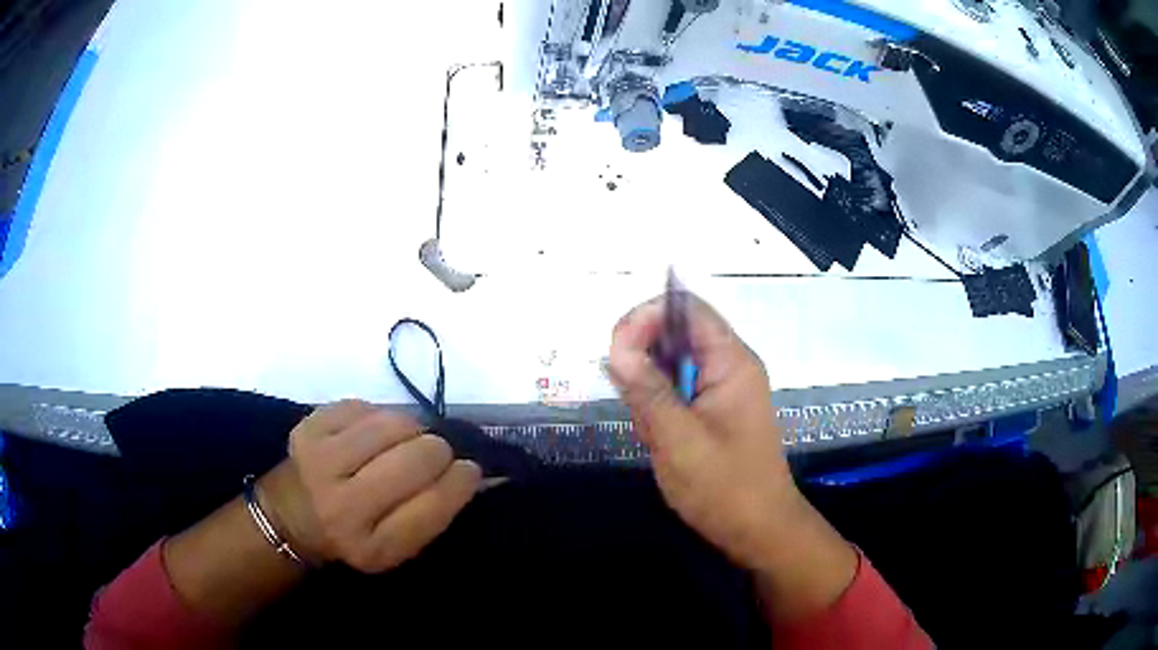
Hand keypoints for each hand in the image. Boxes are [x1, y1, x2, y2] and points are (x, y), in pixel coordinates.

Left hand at [260, 401, 481, 572]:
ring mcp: (320, 462)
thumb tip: (471, 468)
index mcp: (373, 546)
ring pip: (393, 423)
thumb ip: (433, 513)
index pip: (434, 504)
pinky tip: (372, 433)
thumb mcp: (396, 548)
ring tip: (404, 441)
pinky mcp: (308, 428)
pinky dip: (378, 415)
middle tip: (435, 454)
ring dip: (411, 428)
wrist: (291, 517)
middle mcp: (342, 507)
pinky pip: (364, 405)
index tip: (469, 469)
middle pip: (416, 458)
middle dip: (438, 450)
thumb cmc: (355, 536)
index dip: (461, 480)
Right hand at [608, 294, 796, 568]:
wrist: (758, 531)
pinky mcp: (712, 410)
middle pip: (677, 333)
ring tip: (651, 430)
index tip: (615, 350)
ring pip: (671, 365)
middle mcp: (729, 366)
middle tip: (629, 399)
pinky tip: (658, 437)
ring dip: (649, 389)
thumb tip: (616, 347)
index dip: (647, 316)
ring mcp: (721, 389)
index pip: (687, 309)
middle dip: (644, 359)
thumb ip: (647, 391)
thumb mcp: (679, 440)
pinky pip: (677, 391)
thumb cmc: (725, 488)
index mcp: (731, 362)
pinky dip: (658, 408)